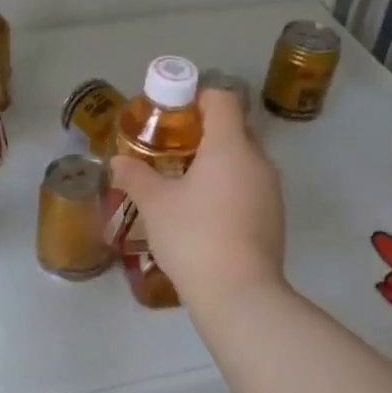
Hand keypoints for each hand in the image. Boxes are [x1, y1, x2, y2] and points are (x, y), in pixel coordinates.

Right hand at [111, 89, 284, 303]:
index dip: (196, 98)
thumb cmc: (194, 236)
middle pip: (233, 129)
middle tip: (169, 151)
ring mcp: (271, 190)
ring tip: (183, 185)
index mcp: (230, 146)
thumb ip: (135, 176)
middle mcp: (258, 161)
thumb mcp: (155, 204)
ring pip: (242, 161)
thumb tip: (117, 162)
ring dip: (216, 164)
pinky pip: (249, 187)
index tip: (170, 115)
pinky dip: (228, 189)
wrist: (239, 294)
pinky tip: (204, 214)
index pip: (222, 100)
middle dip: (202, 134)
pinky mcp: (274, 217)